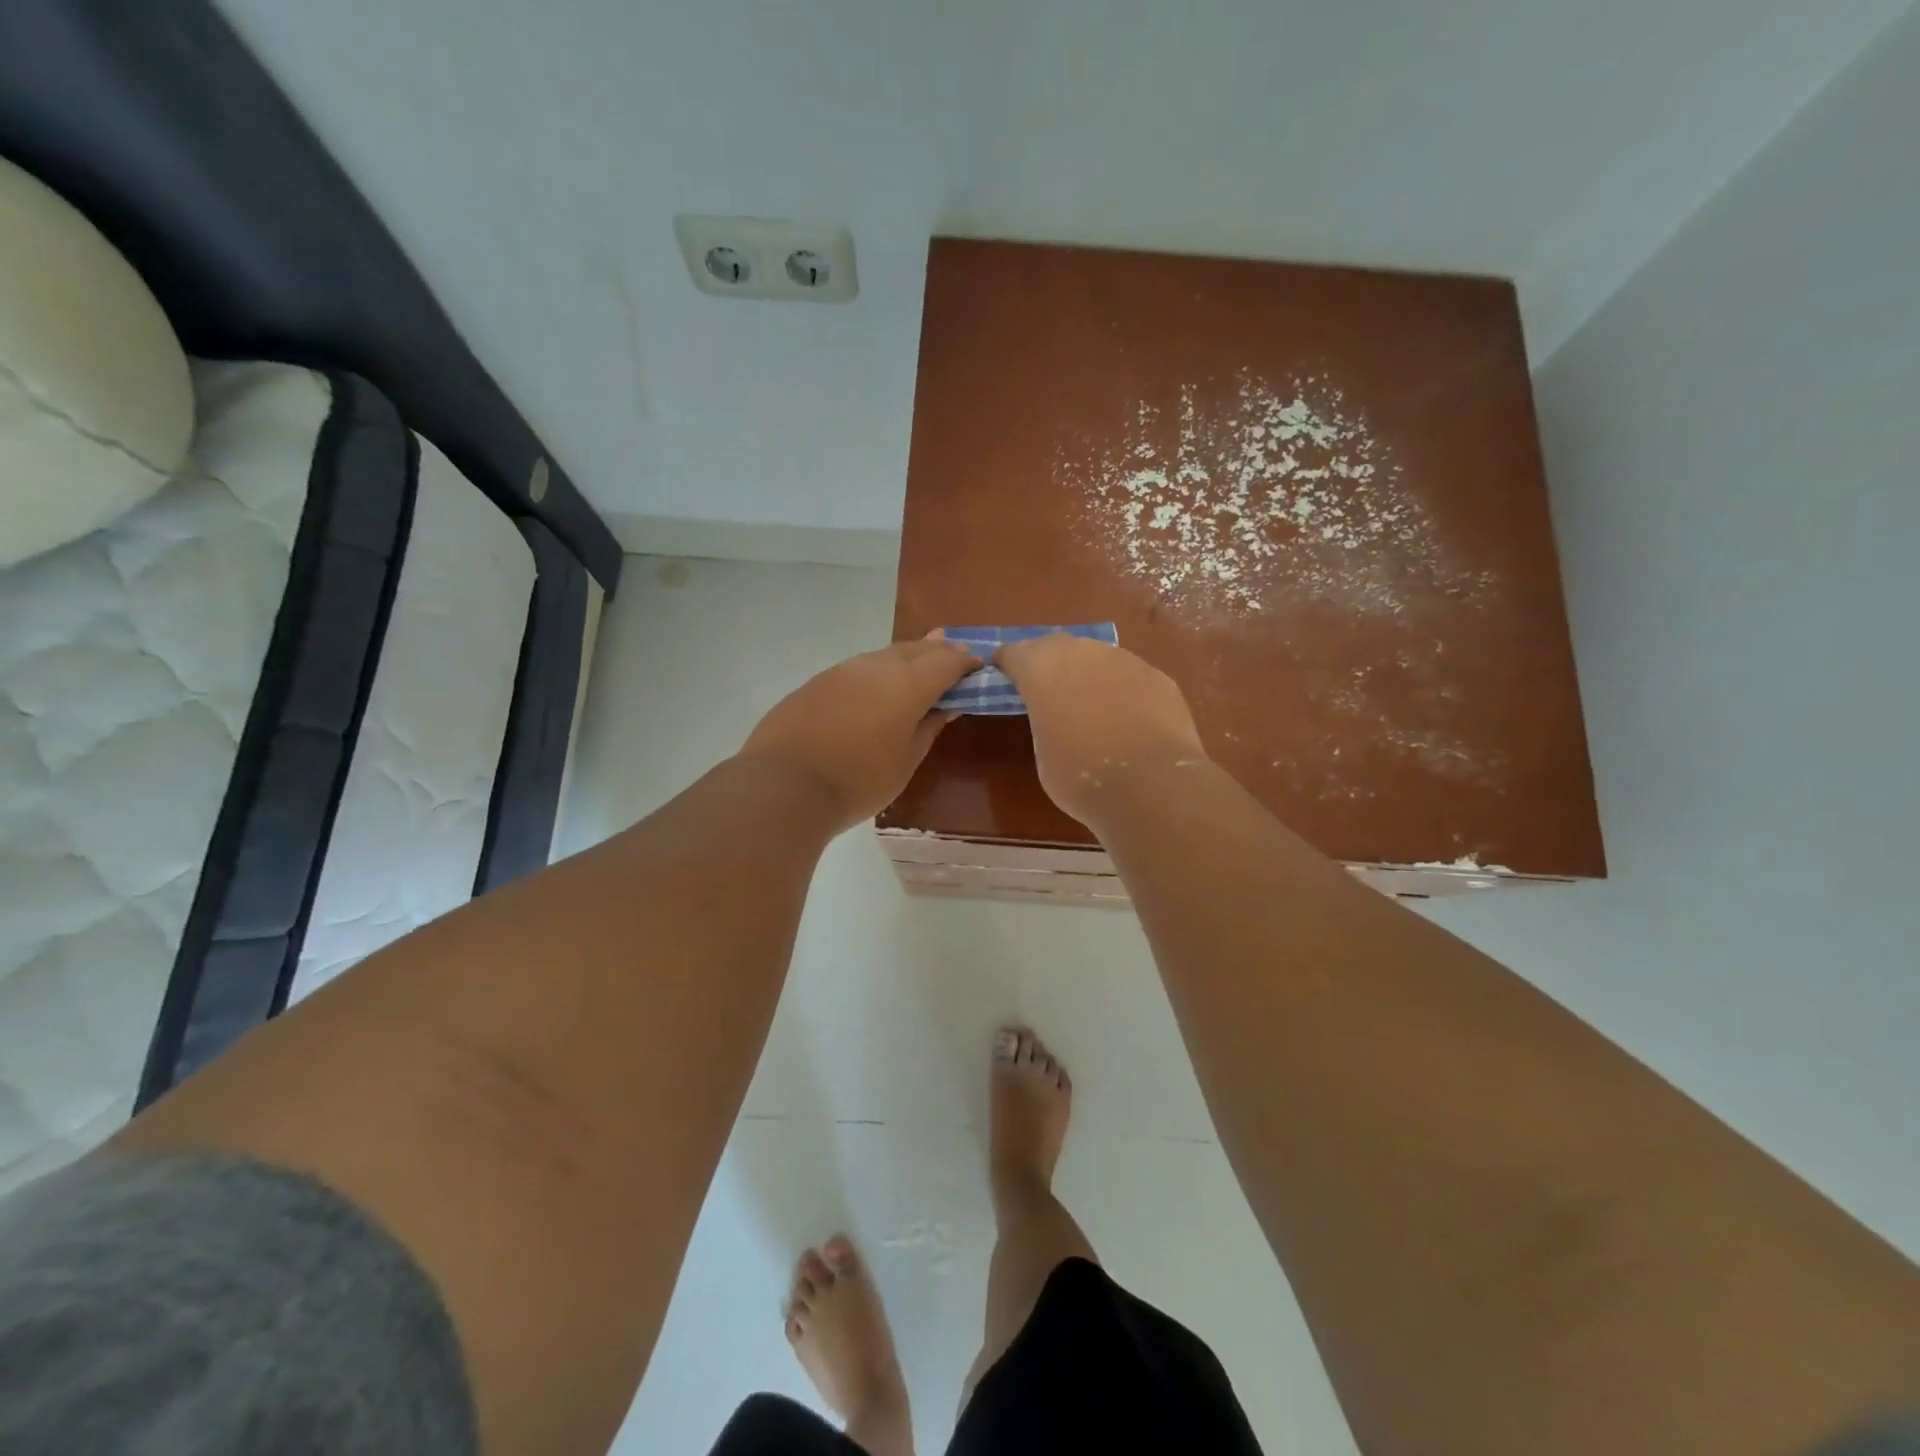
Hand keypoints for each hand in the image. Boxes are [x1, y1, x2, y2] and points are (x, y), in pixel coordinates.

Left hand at [739, 634, 979, 829]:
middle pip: (916, 649)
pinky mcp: (818, 681)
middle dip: (939, 651)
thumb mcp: (906, 761)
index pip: (947, 661)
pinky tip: (877, 685)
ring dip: (907, 656)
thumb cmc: (858, 781)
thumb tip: (946, 706)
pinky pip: (859, 668)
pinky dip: (877, 671)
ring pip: (885, 655)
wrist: (785, 785)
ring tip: (920, 661)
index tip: (978, 667)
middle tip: (955, 653)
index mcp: (908, 684)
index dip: (966, 663)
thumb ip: (929, 727)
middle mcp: (877, 666)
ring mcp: (843, 670)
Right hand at [997, 633, 1207, 825]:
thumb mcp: (1043, 752)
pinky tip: (1128, 718)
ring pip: (1097, 658)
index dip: (1007, 665)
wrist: (1150, 786)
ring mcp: (1124, 660)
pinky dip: (1123, 690)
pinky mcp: (1157, 676)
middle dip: (1049, 663)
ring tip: (1091, 705)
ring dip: (1089, 674)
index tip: (1004, 676)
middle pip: (1056, 647)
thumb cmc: (1081, 778)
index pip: (1013, 654)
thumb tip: (1058, 718)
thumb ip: (1045, 722)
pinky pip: (1130, 676)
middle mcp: (1081, 653)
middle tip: (1047, 689)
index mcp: (1041, 670)